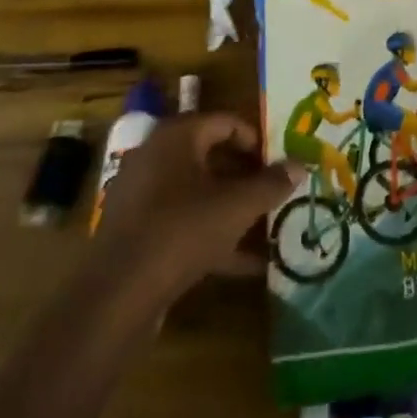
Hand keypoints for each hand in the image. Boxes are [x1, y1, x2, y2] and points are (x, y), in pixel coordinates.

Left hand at [89, 114, 294, 302]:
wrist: (117, 295)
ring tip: (268, 227)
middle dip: (247, 176)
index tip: (280, 161)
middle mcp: (156, 158)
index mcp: (176, 137)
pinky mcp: (138, 234)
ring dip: (233, 209)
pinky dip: (214, 237)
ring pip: (199, 194)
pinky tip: (248, 264)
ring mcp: (143, 198)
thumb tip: (300, 165)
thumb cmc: (182, 230)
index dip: (256, 139)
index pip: (225, 121)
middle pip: (211, 157)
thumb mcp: (236, 206)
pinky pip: (184, 225)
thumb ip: (271, 184)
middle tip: (276, 190)